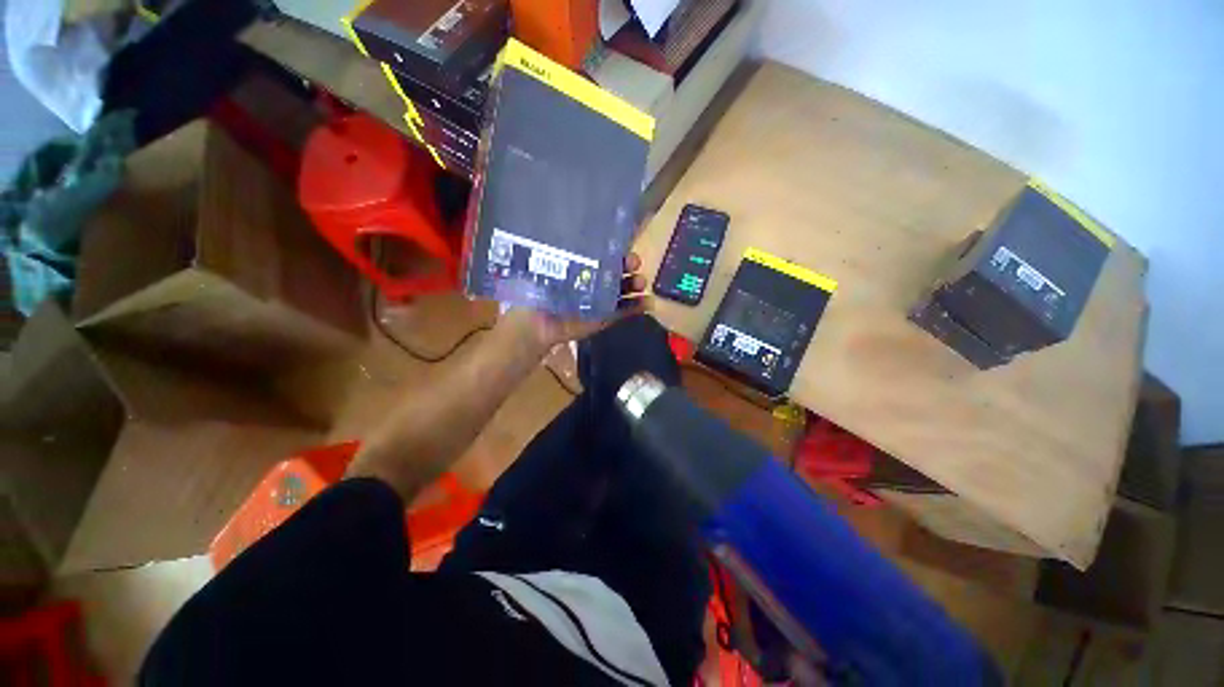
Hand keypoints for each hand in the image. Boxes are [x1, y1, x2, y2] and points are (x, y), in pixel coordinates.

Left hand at [500, 252, 650, 354]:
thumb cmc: (541, 290)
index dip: (616, 253)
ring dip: (635, 287)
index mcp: (582, 268)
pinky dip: (637, 307)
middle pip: (618, 274)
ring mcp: (601, 302)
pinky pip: (624, 312)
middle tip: (636, 265)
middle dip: (629, 268)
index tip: (625, 249)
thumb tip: (584, 236)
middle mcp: (594, 283)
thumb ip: (571, 256)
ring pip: (624, 292)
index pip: (604, 258)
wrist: (538, 322)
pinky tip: (648, 302)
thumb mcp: (553, 266)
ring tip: (642, 283)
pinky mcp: (604, 319)